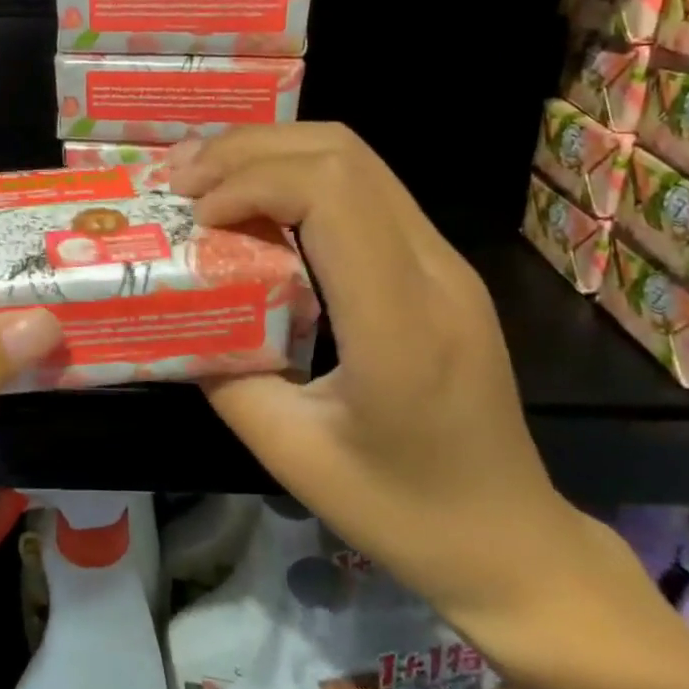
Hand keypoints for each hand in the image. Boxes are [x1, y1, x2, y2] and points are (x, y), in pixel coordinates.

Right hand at [168, 124, 588, 631]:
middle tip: (185, 180)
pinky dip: (300, 175)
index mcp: (399, 324)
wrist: (510, 538)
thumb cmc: (402, 510)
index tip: (197, 218)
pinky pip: (366, 188)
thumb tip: (178, 313)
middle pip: (343, 153)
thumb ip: (225, 375)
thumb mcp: (292, 455)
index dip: (250, 183)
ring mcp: (444, 261)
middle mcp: (432, 272)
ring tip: (209, 179)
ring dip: (274, 153)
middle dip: (250, 150)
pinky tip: (258, 202)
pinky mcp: (439, 264)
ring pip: (357, 157)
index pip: (330, 194)